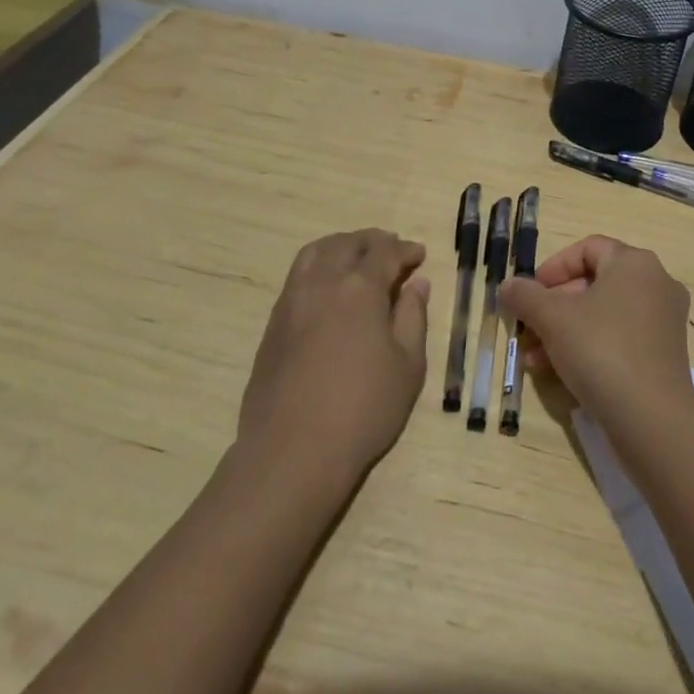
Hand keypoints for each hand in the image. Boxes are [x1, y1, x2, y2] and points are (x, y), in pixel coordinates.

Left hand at [238, 230, 430, 476]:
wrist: (292, 451)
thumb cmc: (363, 409)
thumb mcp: (407, 366)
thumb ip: (413, 317)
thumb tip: (416, 284)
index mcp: (360, 287)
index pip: (386, 252)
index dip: (406, 250)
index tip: (419, 255)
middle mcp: (322, 282)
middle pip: (348, 244)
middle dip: (373, 241)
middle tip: (391, 249)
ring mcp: (292, 300)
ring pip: (316, 252)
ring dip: (341, 246)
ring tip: (356, 257)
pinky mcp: (273, 322)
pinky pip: (297, 275)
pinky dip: (318, 265)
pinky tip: (328, 288)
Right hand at [499, 236, 693, 429]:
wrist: (651, 418)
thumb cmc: (601, 349)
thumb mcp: (552, 318)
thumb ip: (525, 296)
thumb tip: (508, 286)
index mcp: (634, 263)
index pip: (587, 248)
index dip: (553, 267)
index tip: (529, 292)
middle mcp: (655, 284)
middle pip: (593, 284)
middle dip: (553, 307)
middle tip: (526, 329)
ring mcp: (664, 321)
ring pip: (603, 316)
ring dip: (564, 332)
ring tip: (533, 359)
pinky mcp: (664, 355)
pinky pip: (619, 340)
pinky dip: (589, 349)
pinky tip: (558, 374)